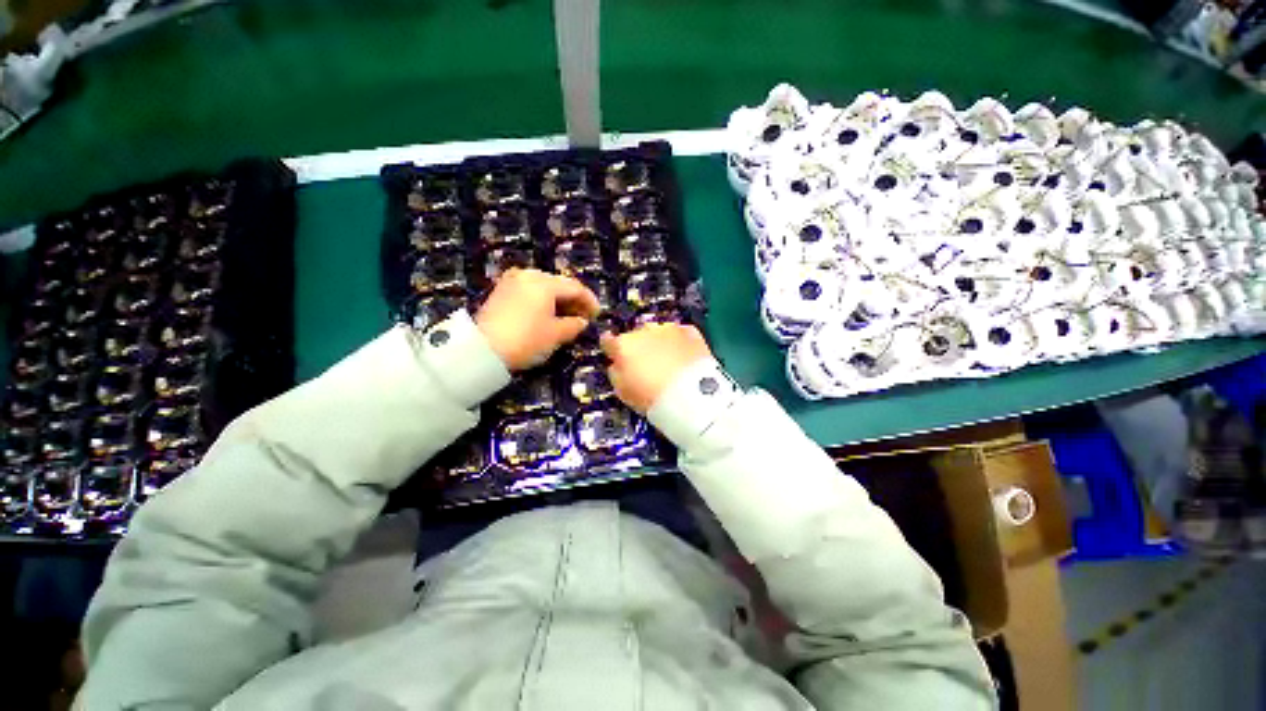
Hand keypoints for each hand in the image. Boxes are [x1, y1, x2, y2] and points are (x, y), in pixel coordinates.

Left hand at [475, 268, 599, 370]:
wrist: (482, 349)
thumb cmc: (526, 340)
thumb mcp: (556, 334)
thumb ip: (574, 325)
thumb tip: (582, 321)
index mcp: (544, 282)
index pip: (575, 287)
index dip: (590, 301)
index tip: (598, 315)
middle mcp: (528, 275)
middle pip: (559, 284)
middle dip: (574, 300)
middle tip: (584, 316)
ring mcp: (512, 281)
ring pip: (544, 287)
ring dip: (559, 300)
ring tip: (568, 317)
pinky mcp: (502, 290)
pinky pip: (530, 291)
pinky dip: (543, 301)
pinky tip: (548, 314)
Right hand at [600, 323, 712, 413]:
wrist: (691, 395)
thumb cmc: (652, 398)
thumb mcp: (623, 391)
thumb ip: (616, 373)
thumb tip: (617, 364)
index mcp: (623, 345)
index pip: (608, 341)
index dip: (611, 349)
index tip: (614, 355)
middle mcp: (644, 331)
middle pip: (636, 336)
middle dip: (639, 347)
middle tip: (647, 365)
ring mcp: (668, 329)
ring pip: (658, 333)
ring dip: (659, 343)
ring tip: (668, 362)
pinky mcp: (690, 331)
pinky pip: (680, 334)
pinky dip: (679, 343)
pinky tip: (683, 357)